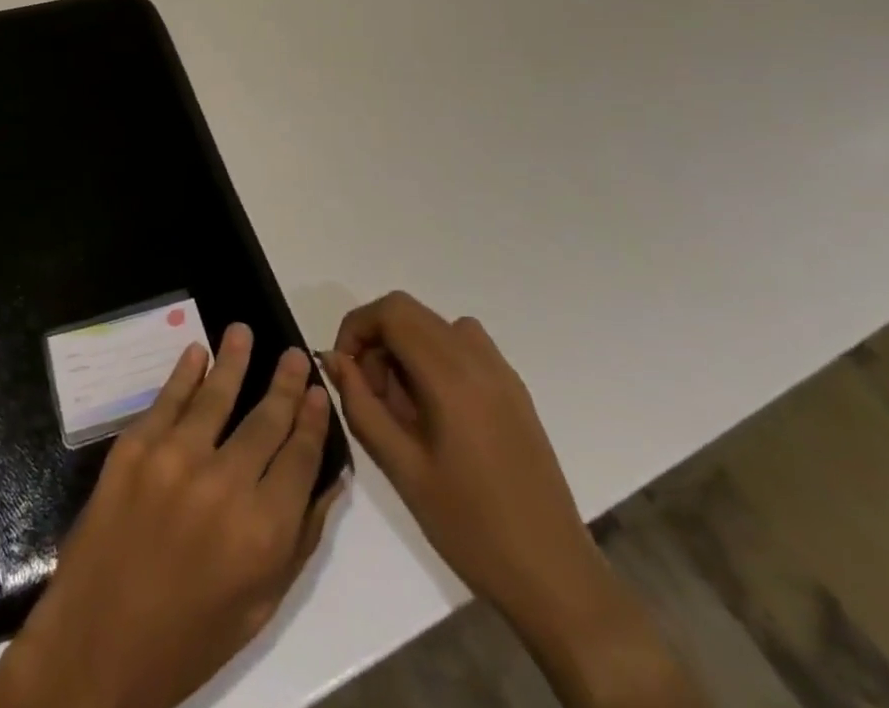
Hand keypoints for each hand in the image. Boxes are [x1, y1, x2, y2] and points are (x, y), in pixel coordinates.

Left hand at [0, 323, 343, 707]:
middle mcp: (225, 484)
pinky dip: (184, 373)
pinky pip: (167, 400)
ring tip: (243, 330)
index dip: (313, 421)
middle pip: (265, 420)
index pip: (300, 457)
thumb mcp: (260, 604)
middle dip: (284, 384)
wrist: (99, 643)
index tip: (319, 392)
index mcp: (263, 530)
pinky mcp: (135, 447)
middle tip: (294, 354)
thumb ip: (298, 538)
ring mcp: (175, 459)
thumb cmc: (189, 636)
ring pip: (216, 396)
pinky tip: (197, 352)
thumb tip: (329, 480)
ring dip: (234, 360)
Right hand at [322, 294, 604, 639]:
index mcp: (451, 375)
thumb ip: (361, 404)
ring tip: (401, 405)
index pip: (391, 312)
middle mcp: (478, 359)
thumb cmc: (470, 526)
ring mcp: (502, 372)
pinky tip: (436, 410)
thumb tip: (334, 359)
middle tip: (370, 393)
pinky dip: (435, 357)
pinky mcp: (515, 390)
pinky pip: (463, 346)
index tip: (344, 368)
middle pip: (411, 312)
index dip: (356, 328)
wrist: (554, 576)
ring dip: (405, 347)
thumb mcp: (401, 468)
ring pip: (435, 326)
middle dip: (377, 339)